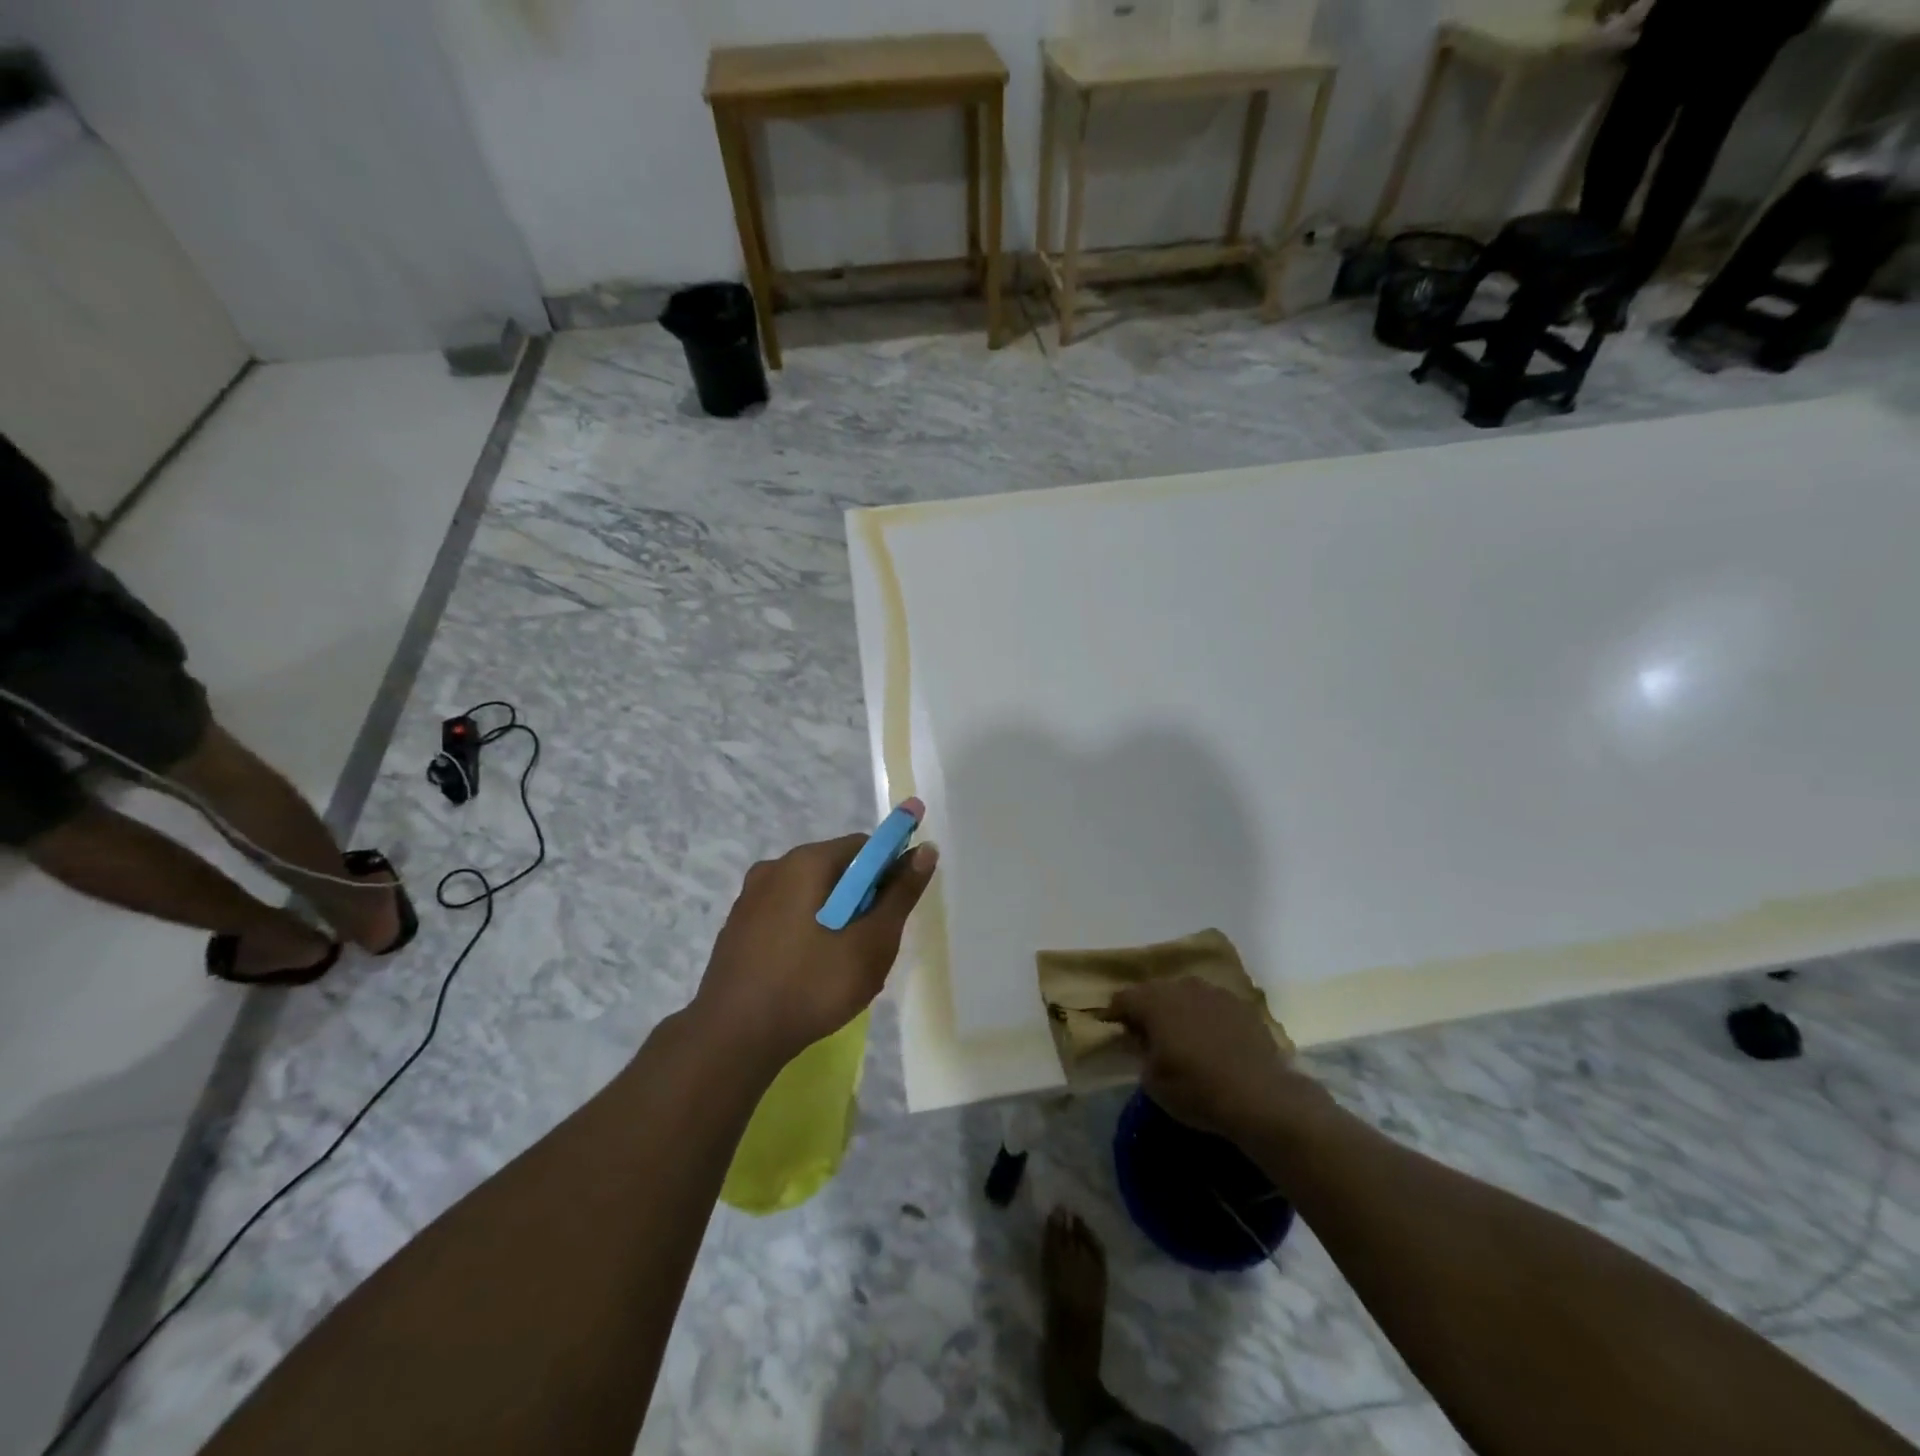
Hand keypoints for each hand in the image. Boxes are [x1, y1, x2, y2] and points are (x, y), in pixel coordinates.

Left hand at [691, 831, 937, 1070]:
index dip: (888, 873)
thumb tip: (925, 850)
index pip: (864, 846)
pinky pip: (785, 914)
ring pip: (810, 894)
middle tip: (870, 946)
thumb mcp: (871, 943)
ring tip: (839, 965)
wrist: (732, 1038)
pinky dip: (806, 930)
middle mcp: (774, 867)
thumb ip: (900, 894)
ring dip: (834, 917)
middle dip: (861, 899)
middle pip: (836, 868)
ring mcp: (750, 897)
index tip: (893, 913)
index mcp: (806, 861)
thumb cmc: (811, 985)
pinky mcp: (737, 926)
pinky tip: (807, 971)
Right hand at [1104, 977, 1314, 1139]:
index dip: (1115, 1013)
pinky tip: (1212, 1039)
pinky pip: (1213, 1005)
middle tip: (1147, 1033)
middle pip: (1155, 991)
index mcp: (1154, 1001)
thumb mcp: (1152, 1080)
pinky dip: (1206, 1017)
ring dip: (1178, 1009)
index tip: (1114, 1029)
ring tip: (1181, 1035)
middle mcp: (1182, 986)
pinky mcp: (1242, 1005)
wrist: (1260, 1096)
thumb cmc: (1196, 1089)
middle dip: (1148, 1008)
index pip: (1123, 998)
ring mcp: (1214, 992)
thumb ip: (1141, 1052)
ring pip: (1186, 994)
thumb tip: (1143, 1040)